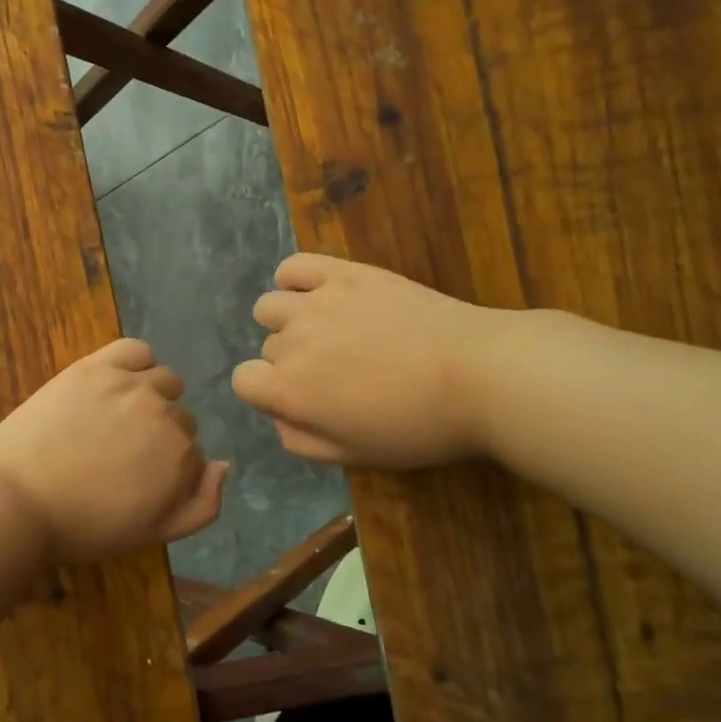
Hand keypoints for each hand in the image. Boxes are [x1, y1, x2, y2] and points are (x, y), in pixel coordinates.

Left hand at [0, 339, 228, 563]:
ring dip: (152, 398)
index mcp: (182, 457)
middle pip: (180, 416)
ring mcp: (131, 385)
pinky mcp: (96, 367)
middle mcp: (165, 414)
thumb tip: (224, 464)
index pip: (193, 452)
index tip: (136, 480)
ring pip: (164, 382)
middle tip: (119, 455)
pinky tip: (118, 381)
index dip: (167, 468)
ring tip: (115, 419)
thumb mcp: (153, 533)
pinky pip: (137, 350)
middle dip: (159, 435)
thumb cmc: (84, 526)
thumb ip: (203, 505)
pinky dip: (136, 363)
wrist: (16, 500)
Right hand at [231, 253, 528, 468]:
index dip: (267, 392)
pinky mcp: (345, 273)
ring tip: (326, 331)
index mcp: (290, 389)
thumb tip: (280, 418)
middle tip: (338, 373)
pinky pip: (294, 266)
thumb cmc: (418, 425)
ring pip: (270, 306)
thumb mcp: (355, 455)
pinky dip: (294, 279)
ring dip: (288, 321)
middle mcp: (291, 342)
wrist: (477, 373)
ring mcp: (316, 302)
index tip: (301, 399)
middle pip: (268, 348)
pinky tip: (318, 293)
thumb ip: (303, 441)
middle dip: (291, 362)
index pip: (243, 381)